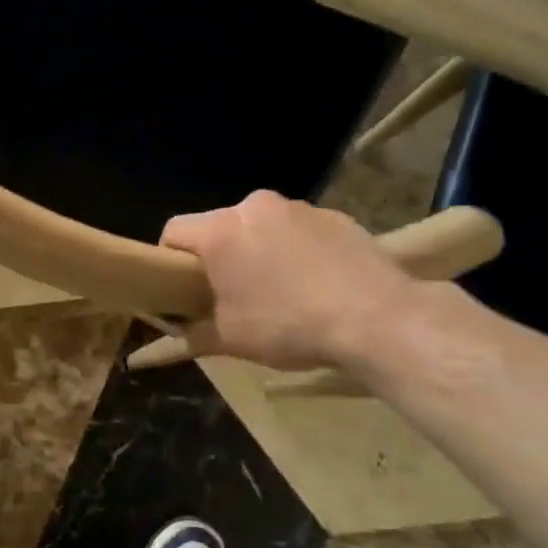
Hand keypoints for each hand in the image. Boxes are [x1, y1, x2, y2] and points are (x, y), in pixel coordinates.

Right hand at [160, 191, 418, 369]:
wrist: (379, 319)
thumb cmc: (289, 326)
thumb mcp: (229, 340)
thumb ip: (192, 333)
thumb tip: (177, 335)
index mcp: (221, 231)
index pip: (174, 231)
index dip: (169, 259)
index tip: (181, 288)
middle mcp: (255, 207)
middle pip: (220, 227)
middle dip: (219, 256)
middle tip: (230, 294)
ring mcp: (299, 208)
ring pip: (261, 227)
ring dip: (259, 251)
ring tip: (279, 291)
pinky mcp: (336, 216)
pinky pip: (299, 231)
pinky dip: (296, 251)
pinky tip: (315, 285)